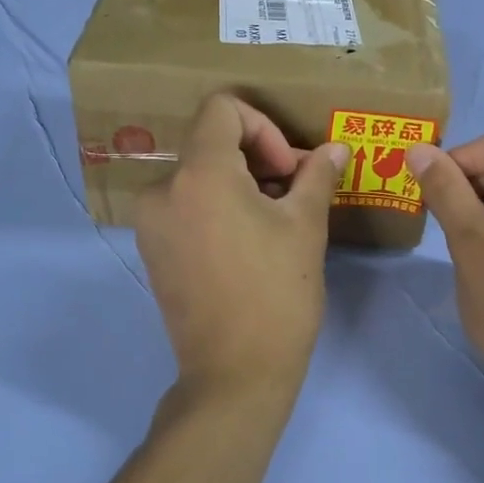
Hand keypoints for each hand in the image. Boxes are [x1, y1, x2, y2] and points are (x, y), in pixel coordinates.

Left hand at [135, 94, 348, 405]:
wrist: (235, 374)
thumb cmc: (277, 294)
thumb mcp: (306, 227)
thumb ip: (317, 176)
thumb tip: (333, 150)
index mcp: (199, 173)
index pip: (222, 109)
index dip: (264, 127)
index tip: (288, 170)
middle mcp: (162, 189)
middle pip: (209, 142)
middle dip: (256, 158)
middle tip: (292, 194)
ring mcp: (150, 223)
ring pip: (197, 176)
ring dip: (238, 185)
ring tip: (273, 222)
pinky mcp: (151, 251)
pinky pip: (185, 206)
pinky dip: (216, 208)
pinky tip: (246, 244)